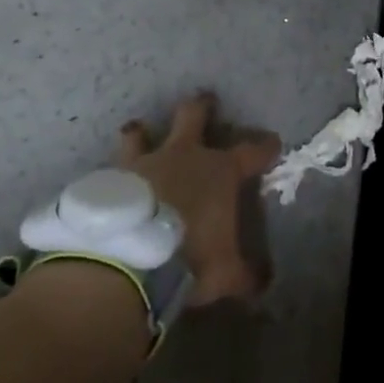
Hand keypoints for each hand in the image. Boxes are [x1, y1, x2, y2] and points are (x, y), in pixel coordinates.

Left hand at [119, 92, 279, 305]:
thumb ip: (245, 275)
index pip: (252, 151)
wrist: (128, 258)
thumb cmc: (189, 257)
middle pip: (194, 116)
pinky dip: (115, 175)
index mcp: (219, 171)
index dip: (265, 147)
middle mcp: (183, 155)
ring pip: (141, 132)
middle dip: (201, 106)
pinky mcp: (110, 179)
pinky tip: (110, 183)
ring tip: (138, 130)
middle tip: (205, 99)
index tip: (273, 143)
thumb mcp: (226, 274)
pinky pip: (112, 170)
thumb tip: (264, 283)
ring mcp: (144, 162)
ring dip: (142, 132)